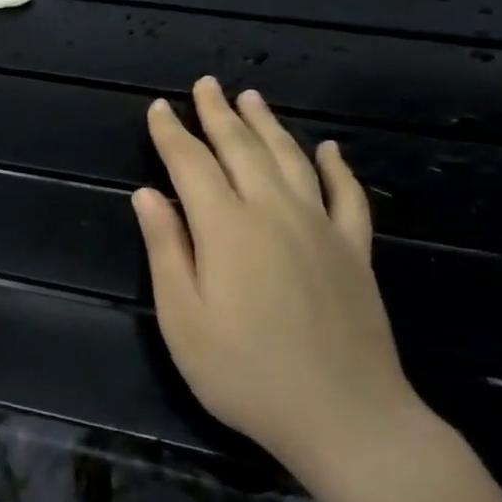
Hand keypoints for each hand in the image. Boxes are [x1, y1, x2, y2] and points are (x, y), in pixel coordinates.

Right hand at [131, 77, 424, 486]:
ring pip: (293, 161)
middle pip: (243, 150)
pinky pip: (347, 196)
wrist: (345, 417)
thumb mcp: (182, 316)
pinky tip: (328, 150)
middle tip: (205, 84)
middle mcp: (275, 214)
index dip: (173, 134)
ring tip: (251, 98)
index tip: (158, 108)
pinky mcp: (355, 253)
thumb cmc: (244, 371)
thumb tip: (147, 194)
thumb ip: (166, 248)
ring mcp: (322, 230)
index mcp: (227, 228)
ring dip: (269, 126)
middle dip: (219, 115)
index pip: (192, 164)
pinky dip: (336, 168)